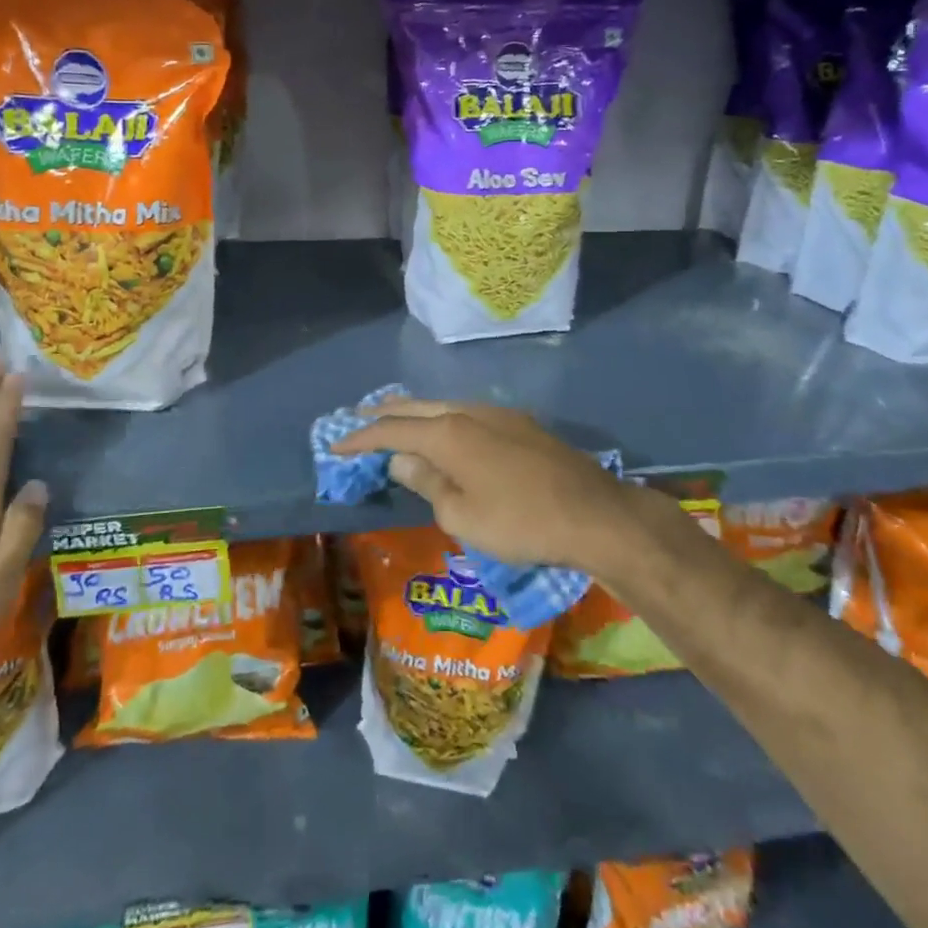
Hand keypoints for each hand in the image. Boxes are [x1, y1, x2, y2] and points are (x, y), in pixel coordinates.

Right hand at [333, 398, 656, 569]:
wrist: (593, 513)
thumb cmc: (520, 522)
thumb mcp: (462, 516)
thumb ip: (427, 483)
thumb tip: (403, 461)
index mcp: (449, 433)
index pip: (392, 430)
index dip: (360, 438)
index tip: (334, 445)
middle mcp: (469, 412)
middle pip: (416, 406)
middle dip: (384, 413)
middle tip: (358, 418)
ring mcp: (498, 414)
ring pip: (444, 405)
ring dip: (416, 412)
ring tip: (396, 420)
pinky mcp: (520, 423)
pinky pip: (468, 414)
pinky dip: (444, 419)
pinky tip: (445, 431)